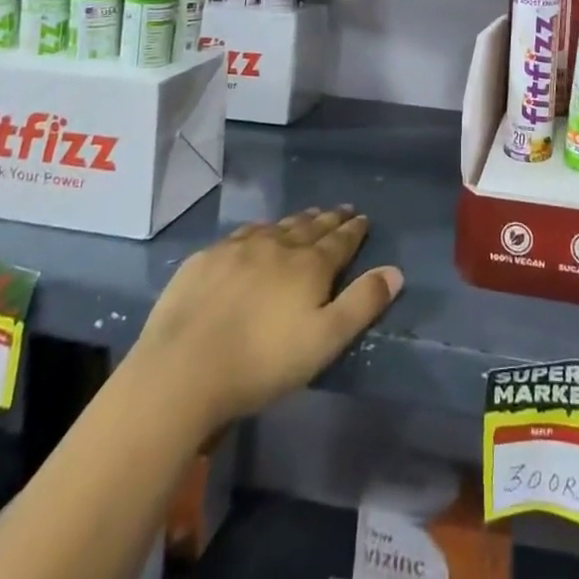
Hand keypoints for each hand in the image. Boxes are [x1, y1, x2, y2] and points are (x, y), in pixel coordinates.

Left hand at [126, 207, 402, 426]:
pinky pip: (241, 235)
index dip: (354, 230)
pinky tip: (255, 235)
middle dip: (329, 219)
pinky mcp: (206, 259)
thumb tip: (396, 271)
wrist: (183, 368)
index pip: (339, 241)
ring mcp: (238, 248)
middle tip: (341, 210)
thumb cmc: (262, 362)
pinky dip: (258, 231)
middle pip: (309, 227)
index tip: (363, 218)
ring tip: (306, 217)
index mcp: (309, 265)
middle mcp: (277, 245)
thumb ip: (361, 304)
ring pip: (276, 226)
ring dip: (295, 221)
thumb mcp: (324, 341)